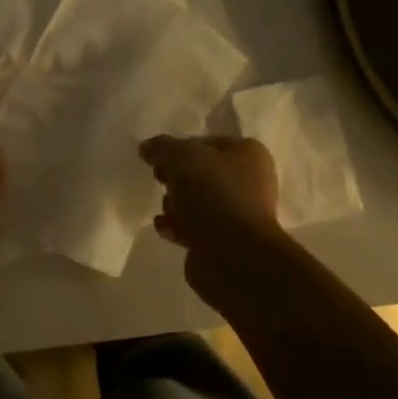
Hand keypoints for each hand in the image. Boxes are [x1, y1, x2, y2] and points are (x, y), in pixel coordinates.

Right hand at [139, 134, 281, 252]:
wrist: (233, 255)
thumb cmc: (213, 194)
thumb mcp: (181, 157)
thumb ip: (162, 148)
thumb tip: (148, 148)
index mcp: (249, 154)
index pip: (208, 143)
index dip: (181, 147)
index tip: (160, 158)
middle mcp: (249, 182)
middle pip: (202, 173)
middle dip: (177, 178)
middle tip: (160, 180)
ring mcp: (238, 214)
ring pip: (197, 201)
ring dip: (175, 204)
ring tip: (166, 210)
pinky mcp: (225, 242)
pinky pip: (195, 227)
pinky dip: (178, 226)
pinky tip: (165, 229)